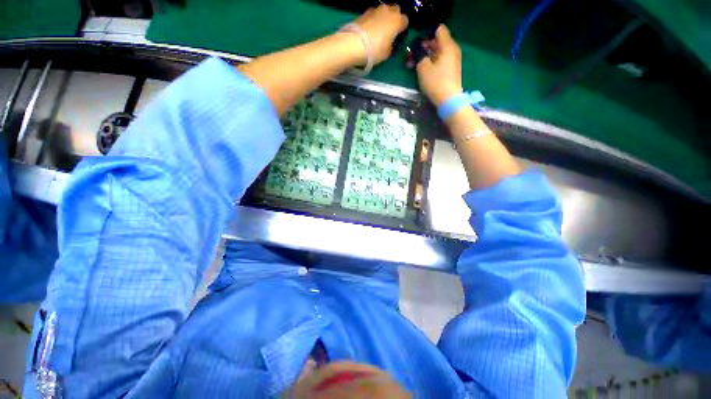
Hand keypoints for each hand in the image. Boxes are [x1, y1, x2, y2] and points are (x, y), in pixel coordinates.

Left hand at [352, 4, 408, 64]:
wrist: (354, 44)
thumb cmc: (375, 50)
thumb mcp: (387, 53)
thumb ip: (391, 46)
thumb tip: (390, 43)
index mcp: (397, 21)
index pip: (405, 21)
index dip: (402, 29)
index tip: (398, 37)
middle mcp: (388, 11)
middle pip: (395, 11)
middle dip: (394, 18)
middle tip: (389, 31)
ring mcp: (376, 9)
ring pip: (384, 11)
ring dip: (383, 18)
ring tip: (378, 30)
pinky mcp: (364, 12)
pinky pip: (373, 14)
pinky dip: (373, 20)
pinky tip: (369, 30)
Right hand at [416, 25, 462, 105]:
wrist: (449, 99)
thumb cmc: (436, 82)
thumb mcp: (423, 68)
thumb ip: (419, 56)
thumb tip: (418, 51)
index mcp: (447, 45)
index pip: (439, 29)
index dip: (427, 34)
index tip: (418, 43)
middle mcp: (453, 49)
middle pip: (439, 41)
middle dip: (426, 46)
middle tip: (414, 55)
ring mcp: (454, 59)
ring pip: (439, 51)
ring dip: (428, 55)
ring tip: (417, 64)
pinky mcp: (452, 69)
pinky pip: (442, 60)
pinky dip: (433, 62)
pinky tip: (425, 69)